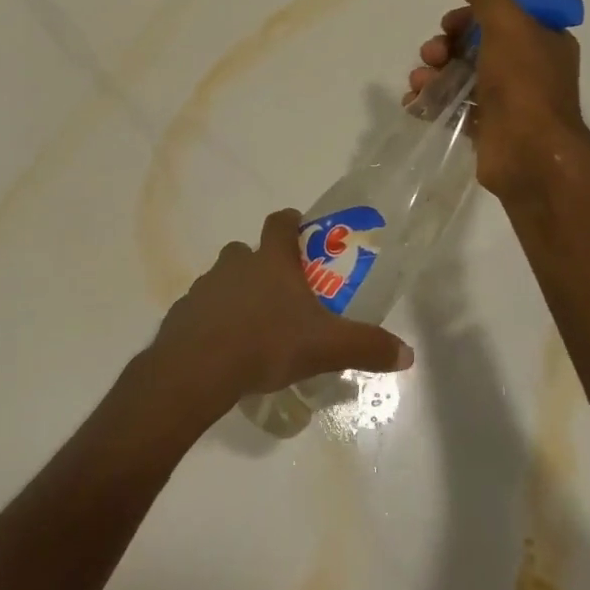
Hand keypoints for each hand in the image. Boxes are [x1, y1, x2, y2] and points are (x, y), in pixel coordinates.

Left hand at [143, 209, 413, 421]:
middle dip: (262, 264)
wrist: (199, 368)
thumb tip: (407, 354)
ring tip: (253, 326)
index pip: (279, 223)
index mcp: (271, 262)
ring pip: (223, 280)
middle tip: (281, 292)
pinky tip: (225, 348)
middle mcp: (235, 265)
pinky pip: (202, 309)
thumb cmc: (267, 344)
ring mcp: (204, 287)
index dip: (290, 221)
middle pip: (246, 251)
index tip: (299, 227)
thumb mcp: (327, 348)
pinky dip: (213, 320)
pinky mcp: (183, 313)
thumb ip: (367, 347)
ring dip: (236, 293)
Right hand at [404, 0, 589, 201]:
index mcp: (542, 39)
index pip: (503, 14)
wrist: (530, 156)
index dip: (471, 14)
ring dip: (433, 73)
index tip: (450, 22)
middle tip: (432, 55)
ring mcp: (506, 100)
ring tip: (420, 83)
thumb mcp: (506, 25)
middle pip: (475, 44)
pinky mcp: (486, 127)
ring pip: (460, 75)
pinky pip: (452, 106)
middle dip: (445, 45)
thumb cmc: (523, 85)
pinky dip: (431, 101)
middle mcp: (527, 67)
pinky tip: (415, 103)